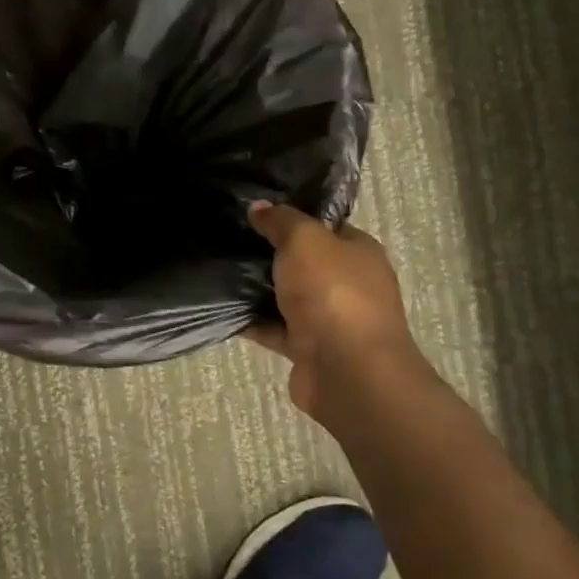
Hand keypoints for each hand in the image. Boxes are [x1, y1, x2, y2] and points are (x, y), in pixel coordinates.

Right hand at [245, 202, 426, 432]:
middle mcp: (350, 285)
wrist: (348, 371)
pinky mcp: (308, 350)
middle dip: (272, 253)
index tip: (256, 212)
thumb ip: (282, 221)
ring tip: (219, 269)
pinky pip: (274, 329)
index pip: (326, 227)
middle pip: (305, 263)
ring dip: (259, 289)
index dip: (294, 218)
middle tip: (230, 238)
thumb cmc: (333, 293)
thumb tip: (260, 207)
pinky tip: (222, 308)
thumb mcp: (304, 240)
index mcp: (359, 252)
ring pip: (288, 297)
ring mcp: (330, 320)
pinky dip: (252, 322)